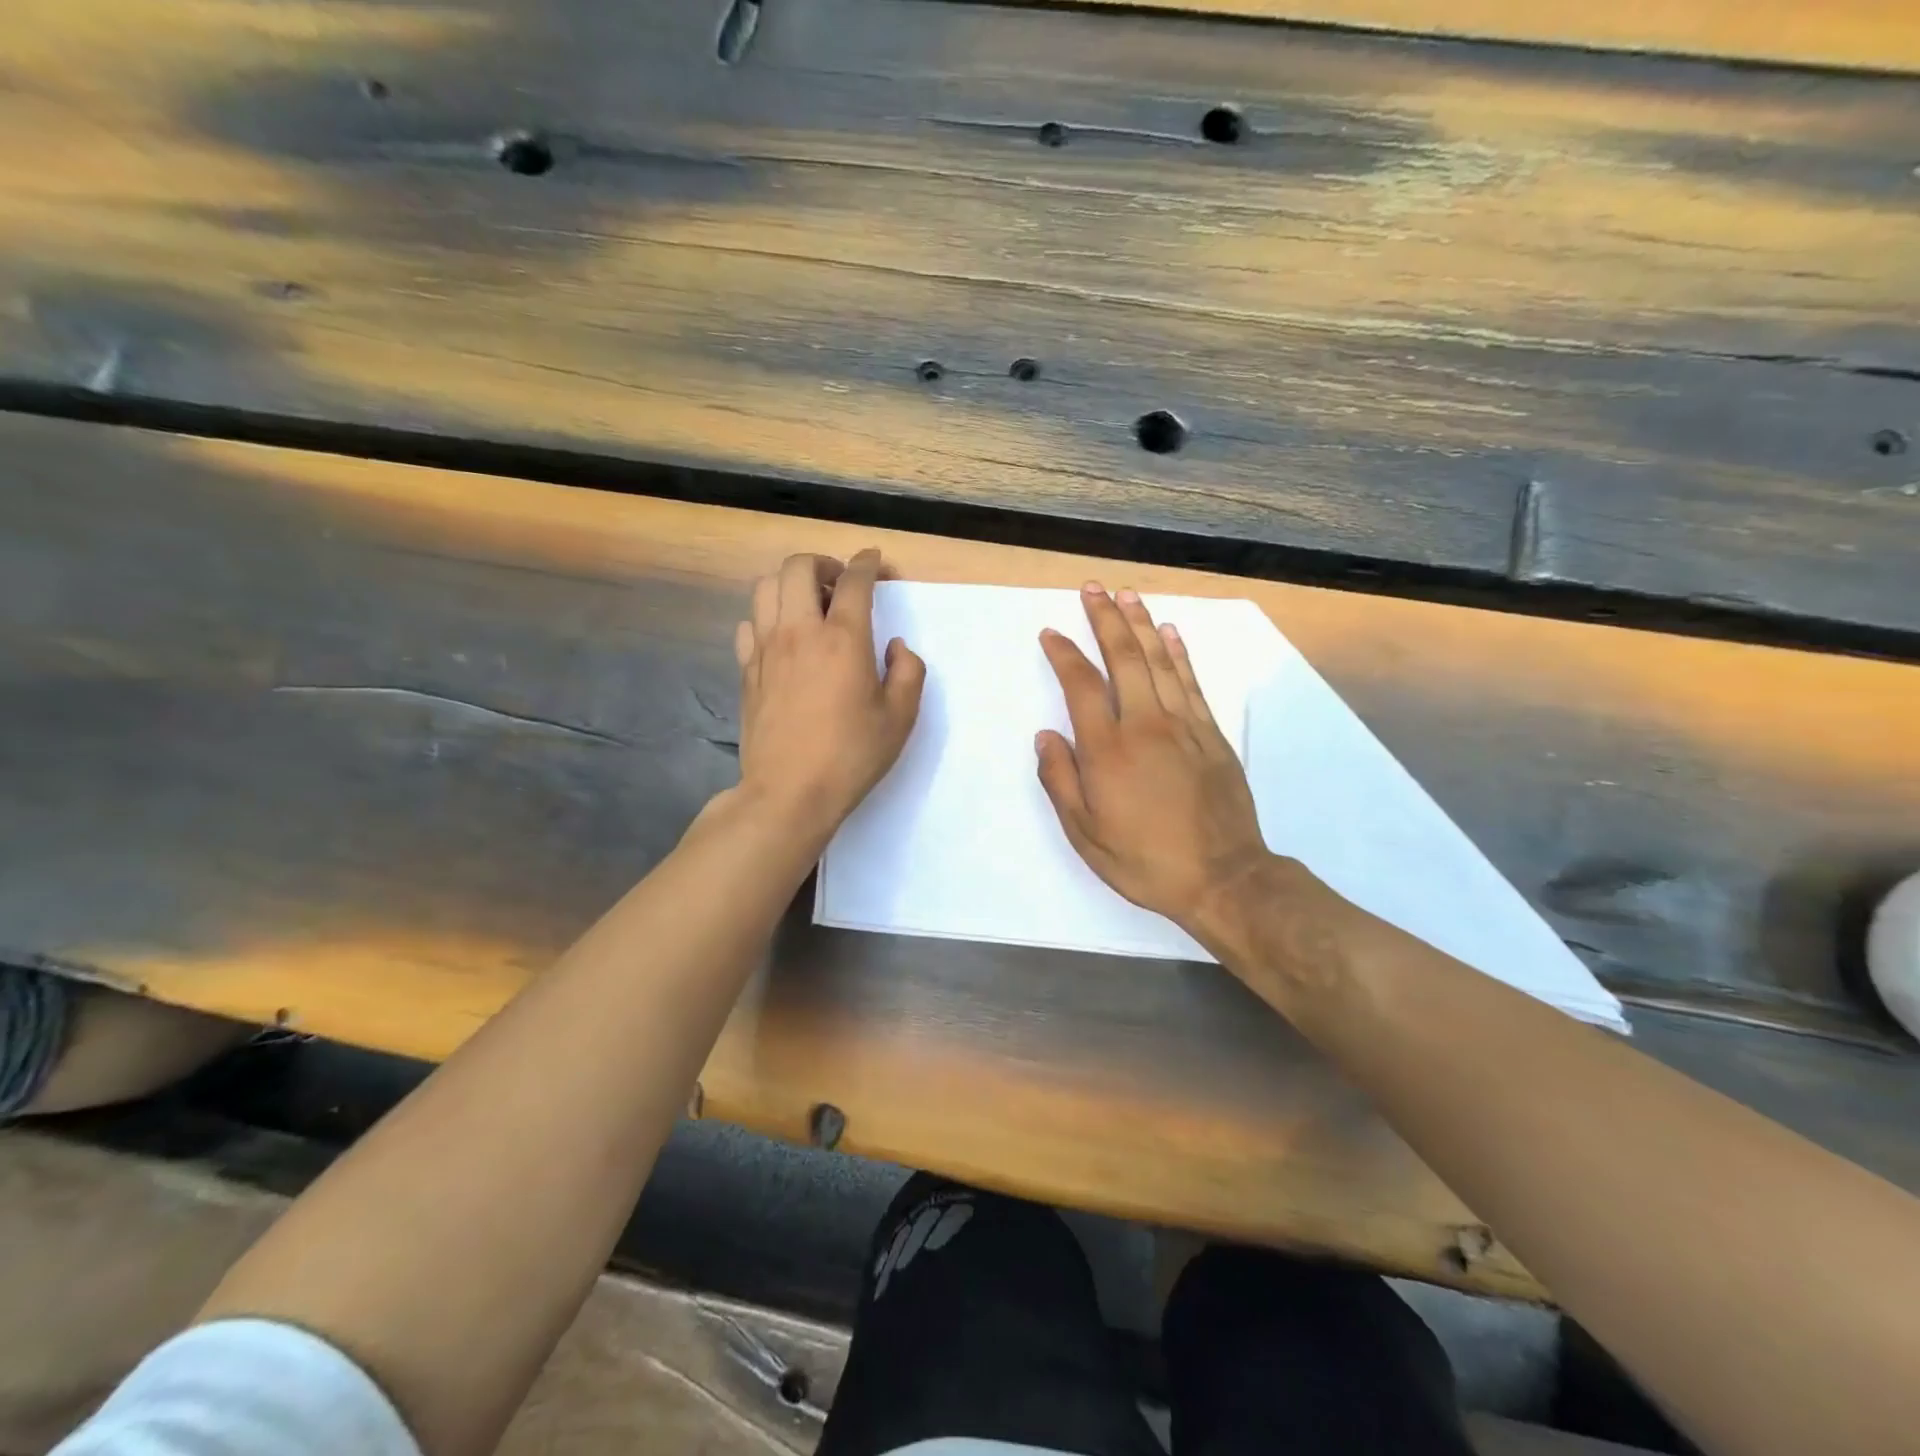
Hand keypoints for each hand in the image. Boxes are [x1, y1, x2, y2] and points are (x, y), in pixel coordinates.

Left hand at [733, 550, 924, 843]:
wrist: (789, 793)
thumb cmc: (852, 756)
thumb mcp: (900, 718)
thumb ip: (908, 672)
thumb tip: (895, 646)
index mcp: (843, 639)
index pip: (853, 580)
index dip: (867, 563)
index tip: (874, 561)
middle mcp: (800, 632)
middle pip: (798, 567)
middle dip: (822, 562)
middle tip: (839, 582)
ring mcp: (766, 649)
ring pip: (766, 587)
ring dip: (790, 584)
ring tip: (808, 604)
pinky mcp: (747, 670)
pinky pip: (749, 623)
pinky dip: (766, 617)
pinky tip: (782, 638)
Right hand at [1036, 584, 1268, 937]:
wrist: (1223, 878)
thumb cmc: (1145, 861)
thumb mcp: (1085, 834)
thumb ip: (1060, 781)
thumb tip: (1045, 736)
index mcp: (1107, 751)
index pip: (1081, 686)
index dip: (1064, 654)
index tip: (1051, 633)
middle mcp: (1145, 725)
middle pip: (1123, 658)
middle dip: (1105, 619)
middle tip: (1092, 588)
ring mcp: (1184, 726)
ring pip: (1160, 662)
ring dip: (1141, 624)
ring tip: (1127, 595)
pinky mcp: (1212, 735)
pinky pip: (1193, 683)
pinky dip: (1179, 654)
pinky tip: (1170, 633)